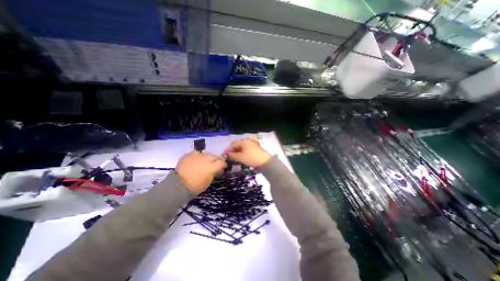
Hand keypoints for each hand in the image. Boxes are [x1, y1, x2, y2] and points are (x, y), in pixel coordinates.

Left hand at [175, 151, 226, 193]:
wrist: (177, 185)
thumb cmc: (195, 187)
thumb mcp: (208, 181)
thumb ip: (214, 173)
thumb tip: (217, 169)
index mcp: (211, 167)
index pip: (222, 162)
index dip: (224, 164)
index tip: (223, 167)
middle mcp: (205, 158)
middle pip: (214, 156)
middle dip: (216, 160)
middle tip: (213, 165)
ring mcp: (196, 155)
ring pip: (206, 154)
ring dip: (207, 158)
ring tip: (203, 163)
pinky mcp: (189, 154)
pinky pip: (196, 153)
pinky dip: (198, 157)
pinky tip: (196, 161)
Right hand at [224, 138, 270, 167]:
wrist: (265, 162)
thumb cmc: (251, 158)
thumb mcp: (240, 157)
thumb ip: (232, 155)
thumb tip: (227, 154)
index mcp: (244, 141)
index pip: (233, 144)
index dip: (228, 149)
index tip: (225, 155)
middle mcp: (248, 141)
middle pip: (238, 145)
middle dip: (233, 151)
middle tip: (230, 158)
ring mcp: (253, 144)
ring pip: (243, 148)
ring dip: (238, 152)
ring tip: (235, 159)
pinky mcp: (256, 149)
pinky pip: (247, 150)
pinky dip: (243, 153)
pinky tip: (242, 158)